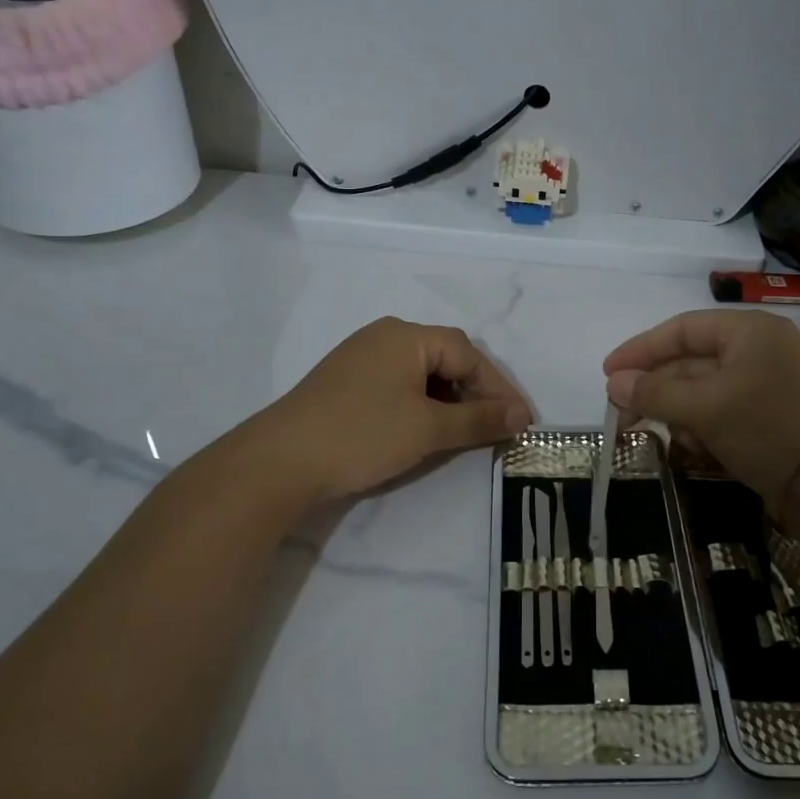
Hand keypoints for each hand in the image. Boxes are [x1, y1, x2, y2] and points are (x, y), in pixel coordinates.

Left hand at [248, 318, 531, 504]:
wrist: (278, 463)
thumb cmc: (362, 435)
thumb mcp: (428, 429)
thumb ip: (478, 420)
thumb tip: (522, 416)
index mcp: (406, 335)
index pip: (468, 354)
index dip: (499, 388)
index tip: (522, 422)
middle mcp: (384, 337)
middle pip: (446, 359)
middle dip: (476, 393)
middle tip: (499, 427)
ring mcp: (361, 359)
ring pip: (422, 375)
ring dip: (450, 402)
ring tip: (467, 432)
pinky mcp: (346, 384)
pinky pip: (399, 387)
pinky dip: (422, 407)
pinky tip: (427, 430)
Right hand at [603, 310, 799, 503]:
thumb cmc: (767, 428)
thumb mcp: (705, 407)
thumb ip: (655, 392)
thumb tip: (613, 383)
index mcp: (750, 331)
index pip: (682, 329)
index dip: (641, 349)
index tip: (608, 372)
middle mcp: (760, 352)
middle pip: (691, 363)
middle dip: (657, 391)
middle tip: (621, 415)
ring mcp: (768, 387)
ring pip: (705, 393)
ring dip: (680, 415)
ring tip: (669, 440)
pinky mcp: (771, 420)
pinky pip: (724, 415)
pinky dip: (705, 430)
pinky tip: (698, 452)